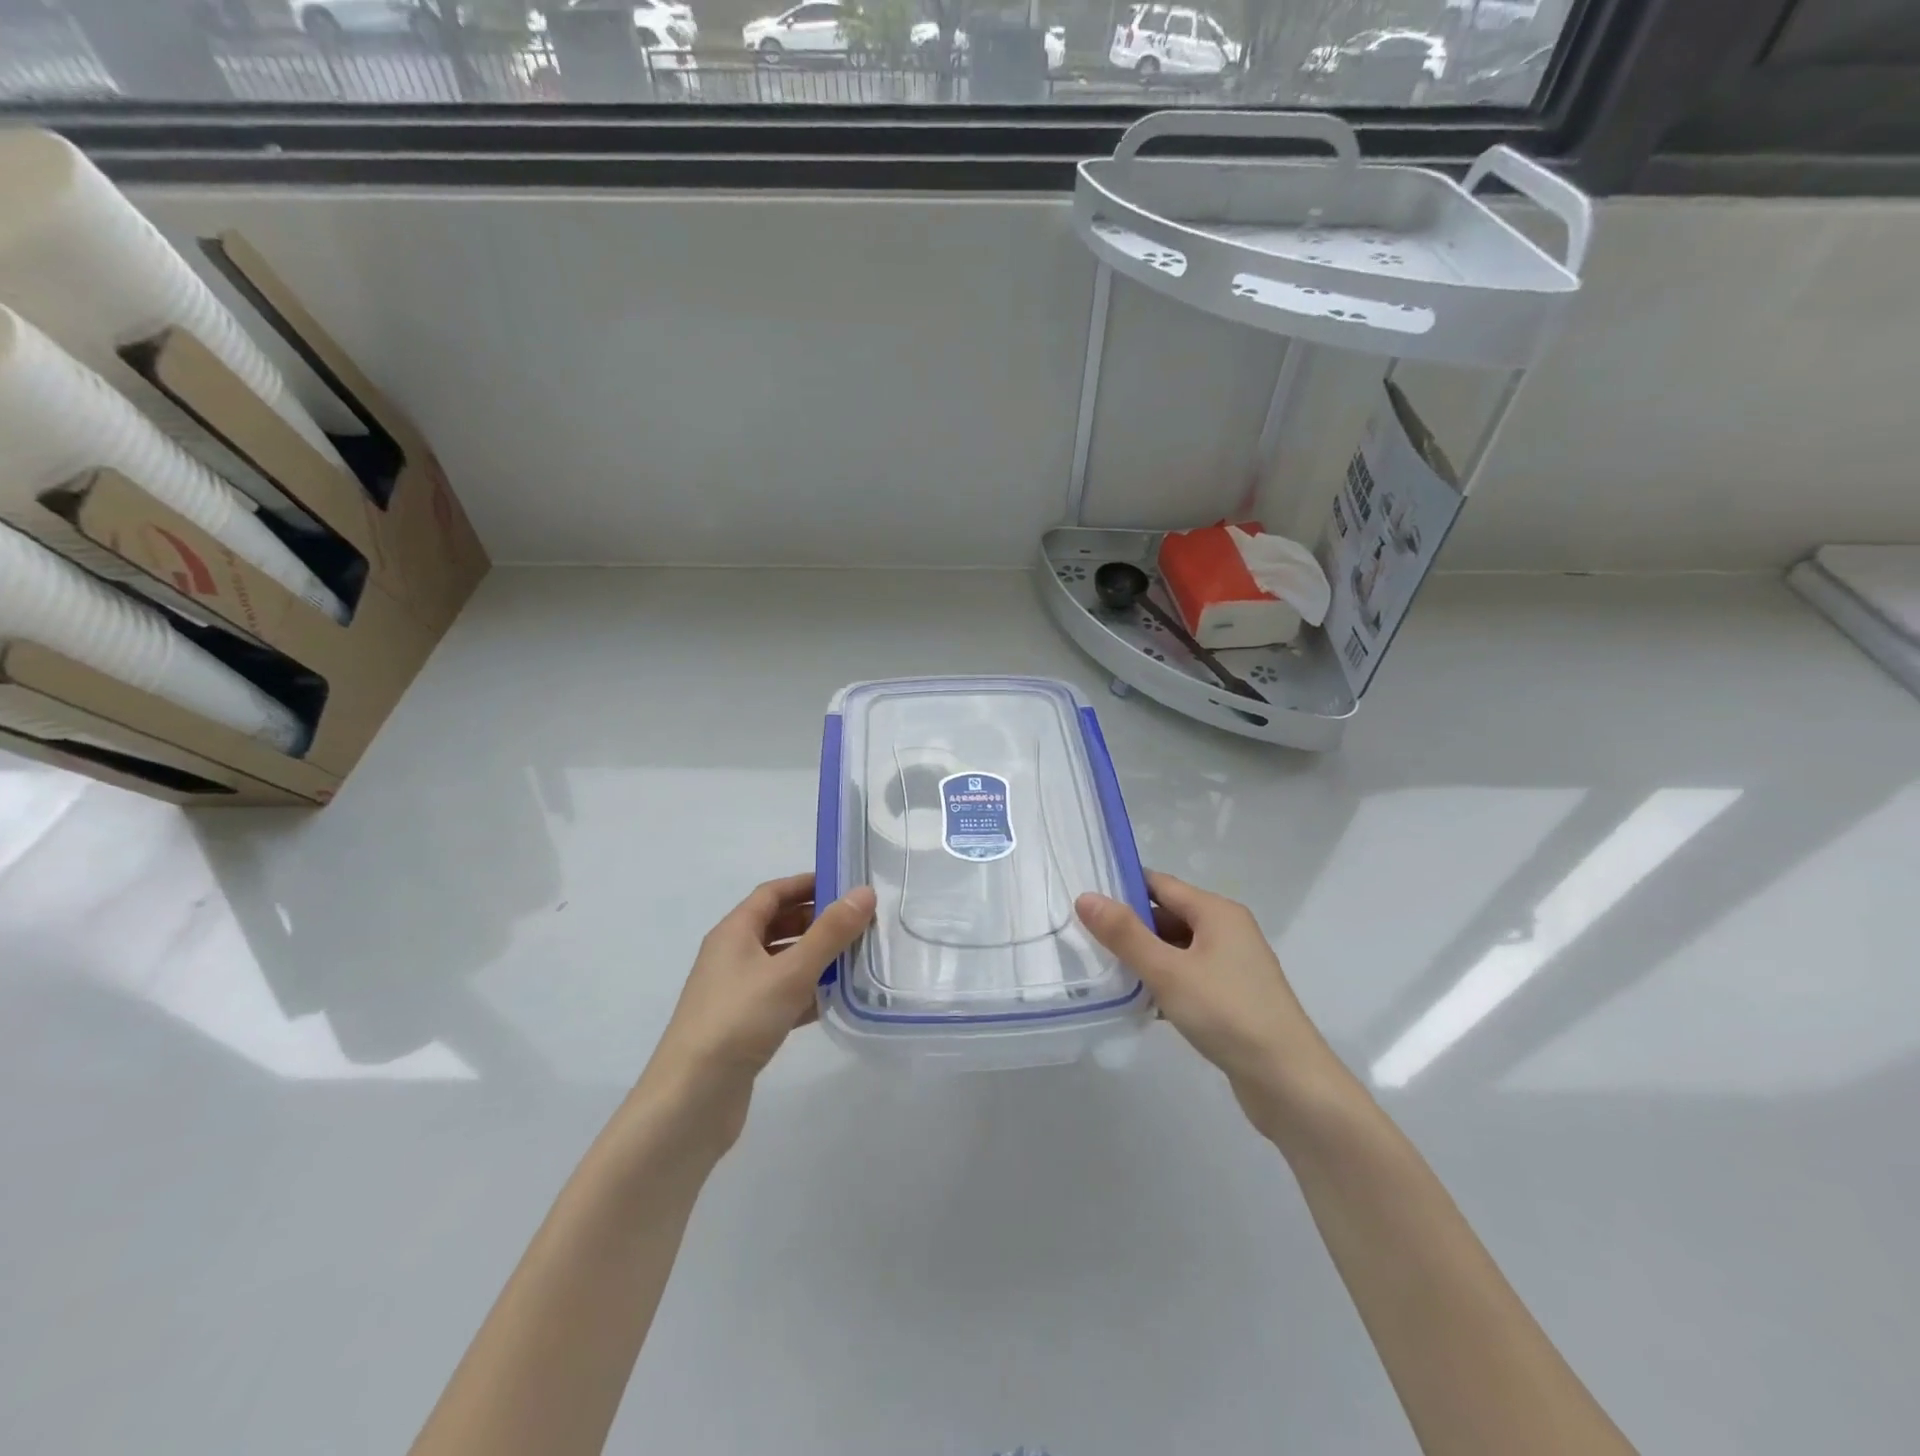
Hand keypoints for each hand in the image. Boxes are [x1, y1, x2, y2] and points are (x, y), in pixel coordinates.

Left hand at [639, 874, 875, 1153]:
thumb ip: (830, 933)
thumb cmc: (738, 1021)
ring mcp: (736, 993)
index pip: (772, 893)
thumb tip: (864, 892)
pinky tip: (837, 1000)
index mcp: (733, 933)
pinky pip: (782, 996)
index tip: (846, 884)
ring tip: (857, 958)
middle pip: (778, 925)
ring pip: (782, 962)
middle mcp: (731, 956)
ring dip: (816, 958)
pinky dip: (808, 992)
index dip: (807, 884)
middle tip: (860, 923)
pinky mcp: (744, 1026)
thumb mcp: (790, 972)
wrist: (691, 1100)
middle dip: (817, 921)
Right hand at [1075, 871, 1342, 1136]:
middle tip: (1083, 938)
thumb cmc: (1227, 1014)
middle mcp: (1227, 931)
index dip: (1122, 887)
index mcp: (1217, 912)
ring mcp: (1232, 966)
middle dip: (1129, 928)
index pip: (1160, 884)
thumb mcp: (1168, 971)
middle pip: (1167, 916)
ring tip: (1101, 971)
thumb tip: (1085, 896)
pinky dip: (1163, 984)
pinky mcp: (1231, 998)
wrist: (1289, 1083)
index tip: (1083, 897)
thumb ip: (1125, 934)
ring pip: (1176, 950)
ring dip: (1144, 959)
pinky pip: (1187, 977)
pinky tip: (1137, 1003)